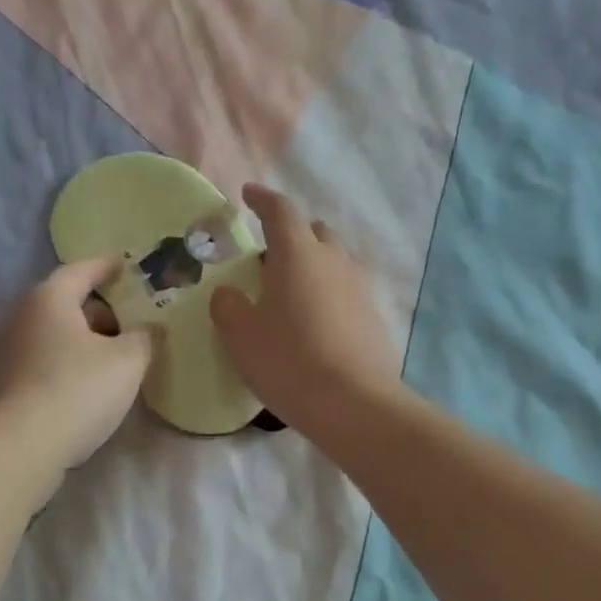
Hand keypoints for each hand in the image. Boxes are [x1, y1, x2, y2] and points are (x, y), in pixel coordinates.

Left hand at [0, 257, 154, 489]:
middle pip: (64, 303)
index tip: (124, 263)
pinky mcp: (2, 385)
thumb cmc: (77, 390)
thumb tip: (149, 329)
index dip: (106, 265)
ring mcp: (5, 353)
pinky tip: (87, 385)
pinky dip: (66, 363)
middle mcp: (20, 317)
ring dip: (83, 340)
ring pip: (53, 335)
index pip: (81, 270)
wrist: (17, 448)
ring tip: (114, 357)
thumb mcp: (127, 361)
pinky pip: (43, 361)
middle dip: (98, 310)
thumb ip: (144, 338)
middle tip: (130, 322)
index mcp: (49, 299)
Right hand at [210, 184, 402, 435]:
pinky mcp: (373, 317)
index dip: (262, 199)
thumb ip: (227, 305)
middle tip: (266, 257)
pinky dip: (327, 294)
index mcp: (298, 253)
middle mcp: (334, 261)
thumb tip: (230, 294)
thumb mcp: (240, 334)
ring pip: (333, 261)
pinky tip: (314, 324)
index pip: (280, 210)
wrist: (354, 404)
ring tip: (289, 294)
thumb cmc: (289, 361)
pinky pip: (345, 292)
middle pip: (314, 231)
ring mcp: (359, 288)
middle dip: (291, 234)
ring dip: (311, 266)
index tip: (247, 195)